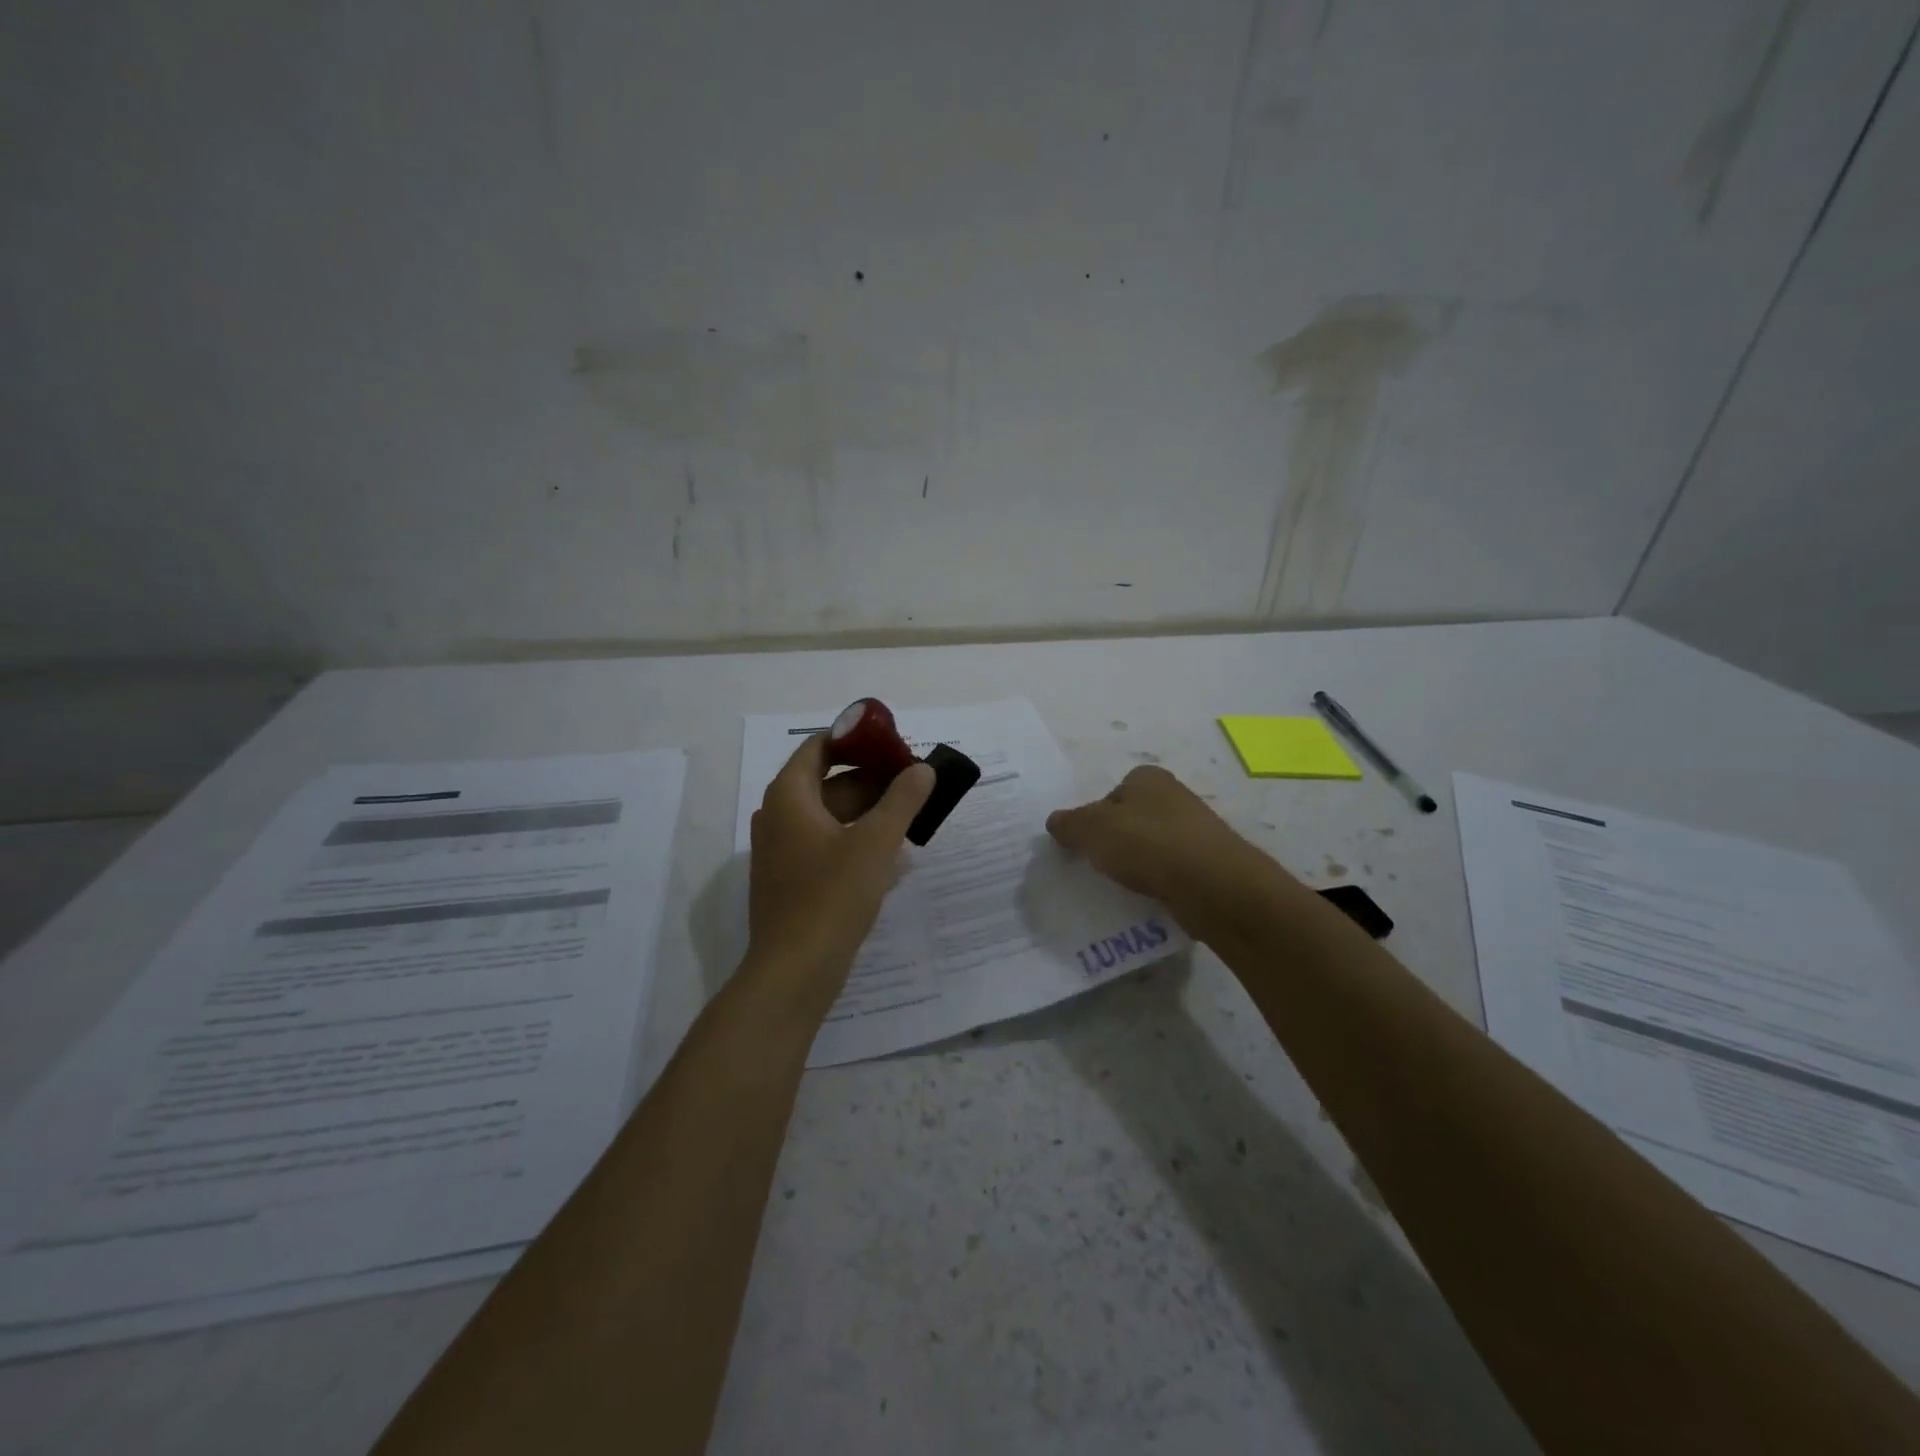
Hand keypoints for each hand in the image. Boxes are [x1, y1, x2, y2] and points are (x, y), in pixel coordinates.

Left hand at [747, 734, 934, 1007]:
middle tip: (913, 783)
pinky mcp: (790, 879)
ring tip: (909, 816)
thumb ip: (902, 800)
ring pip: (828, 815)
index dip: (856, 740)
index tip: (893, 746)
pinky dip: (854, 838)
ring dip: (866, 811)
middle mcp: (777, 816)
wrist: (794, 972)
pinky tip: (889, 854)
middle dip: (870, 779)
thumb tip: (923, 769)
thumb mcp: (875, 843)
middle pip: (826, 781)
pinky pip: (824, 843)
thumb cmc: (832, 897)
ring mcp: (781, 851)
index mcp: (789, 797)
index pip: (819, 747)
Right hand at [1045, 765, 1265, 913]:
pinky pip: (1171, 872)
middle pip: (1132, 820)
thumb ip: (1069, 824)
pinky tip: (1148, 900)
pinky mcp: (1209, 864)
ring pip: (1152, 847)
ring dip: (1137, 866)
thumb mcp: (1092, 830)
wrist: (1214, 886)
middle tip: (1099, 867)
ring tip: (1122, 888)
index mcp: (1148, 778)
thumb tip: (1055, 821)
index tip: (1087, 844)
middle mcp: (1175, 797)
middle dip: (1116, 842)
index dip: (1095, 817)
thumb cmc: (1148, 844)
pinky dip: (1158, 884)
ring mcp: (1196, 831)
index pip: (1111, 793)